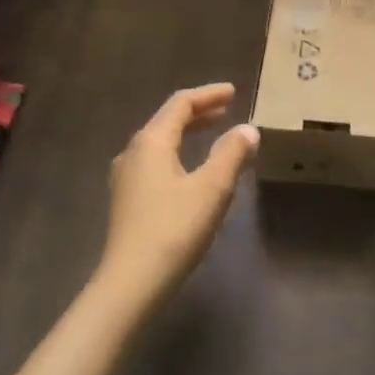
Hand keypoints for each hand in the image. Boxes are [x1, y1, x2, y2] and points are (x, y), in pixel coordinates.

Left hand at [100, 83, 258, 310]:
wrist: (131, 282)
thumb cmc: (174, 229)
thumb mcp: (212, 189)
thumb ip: (231, 154)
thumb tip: (248, 129)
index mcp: (152, 141)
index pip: (181, 103)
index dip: (209, 95)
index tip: (234, 92)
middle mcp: (133, 151)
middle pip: (168, 120)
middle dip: (199, 112)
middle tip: (227, 109)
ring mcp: (126, 176)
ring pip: (161, 142)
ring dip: (188, 133)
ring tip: (214, 134)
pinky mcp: (126, 199)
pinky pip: (156, 162)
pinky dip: (178, 153)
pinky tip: (192, 169)